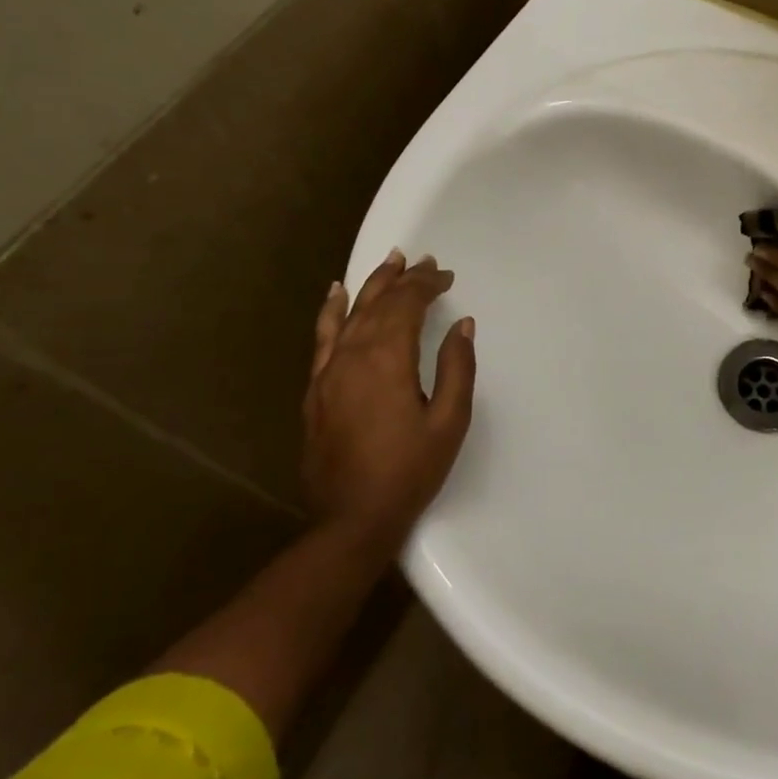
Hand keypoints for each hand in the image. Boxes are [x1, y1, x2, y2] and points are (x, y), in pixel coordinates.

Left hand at [301, 250, 476, 552]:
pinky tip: (336, 293)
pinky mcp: (316, 388)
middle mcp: (353, 355)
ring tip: (390, 261)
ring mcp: (328, 371)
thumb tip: (461, 324)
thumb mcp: (449, 420)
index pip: (406, 305)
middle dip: (403, 279)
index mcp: (388, 360)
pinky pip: (322, 337)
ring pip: (350, 313)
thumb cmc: (410, 470)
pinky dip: (331, 311)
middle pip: (378, 303)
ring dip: (371, 284)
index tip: (446, 275)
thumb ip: (457, 367)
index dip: (427, 285)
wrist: (352, 518)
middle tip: (424, 261)